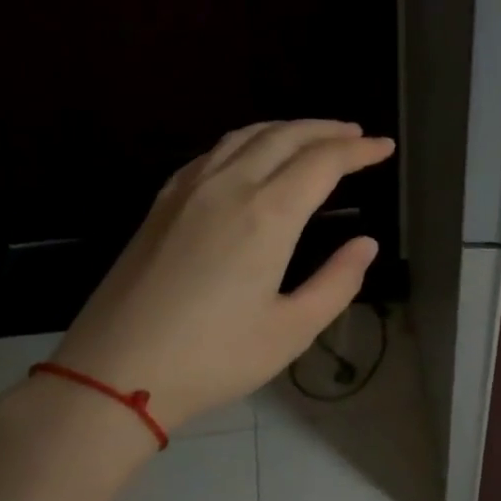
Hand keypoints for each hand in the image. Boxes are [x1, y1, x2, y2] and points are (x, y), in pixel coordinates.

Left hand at [31, 120, 393, 444]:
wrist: (116, 372)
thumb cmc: (214, 358)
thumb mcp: (292, 330)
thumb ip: (337, 282)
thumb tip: (366, 244)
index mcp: (266, 216)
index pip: (322, 164)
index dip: (358, 151)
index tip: (385, 148)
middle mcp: (227, 188)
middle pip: (283, 137)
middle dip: (325, 130)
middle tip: (356, 134)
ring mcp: (187, 192)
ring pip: (243, 137)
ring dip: (285, 129)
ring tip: (312, 136)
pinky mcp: (161, 205)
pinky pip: (211, 153)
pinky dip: (245, 142)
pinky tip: (250, 157)